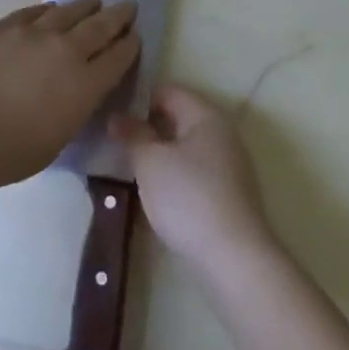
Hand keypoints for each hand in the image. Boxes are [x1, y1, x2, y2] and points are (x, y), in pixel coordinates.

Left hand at [0, 0, 139, 188]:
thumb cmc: (9, 151)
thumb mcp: (57, 139)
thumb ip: (72, 109)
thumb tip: (73, 92)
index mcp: (86, 85)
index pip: (118, 58)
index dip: (130, 45)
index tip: (135, 36)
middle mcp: (66, 51)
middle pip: (100, 26)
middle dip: (118, 16)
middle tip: (128, 6)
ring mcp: (34, 32)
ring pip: (68, 11)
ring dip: (85, 6)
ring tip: (93, 2)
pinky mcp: (4, 25)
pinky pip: (34, 12)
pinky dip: (48, 10)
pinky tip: (50, 9)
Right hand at [116, 85, 271, 274]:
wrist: (234, 258)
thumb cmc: (188, 198)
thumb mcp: (150, 162)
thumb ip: (133, 135)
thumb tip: (117, 117)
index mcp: (206, 115)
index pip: (168, 91)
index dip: (138, 100)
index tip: (114, 118)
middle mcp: (222, 133)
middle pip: (178, 118)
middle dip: (148, 129)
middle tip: (117, 144)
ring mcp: (229, 164)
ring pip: (186, 147)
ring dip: (160, 155)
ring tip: (132, 170)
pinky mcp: (229, 194)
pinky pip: (195, 172)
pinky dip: (175, 176)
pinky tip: (157, 195)